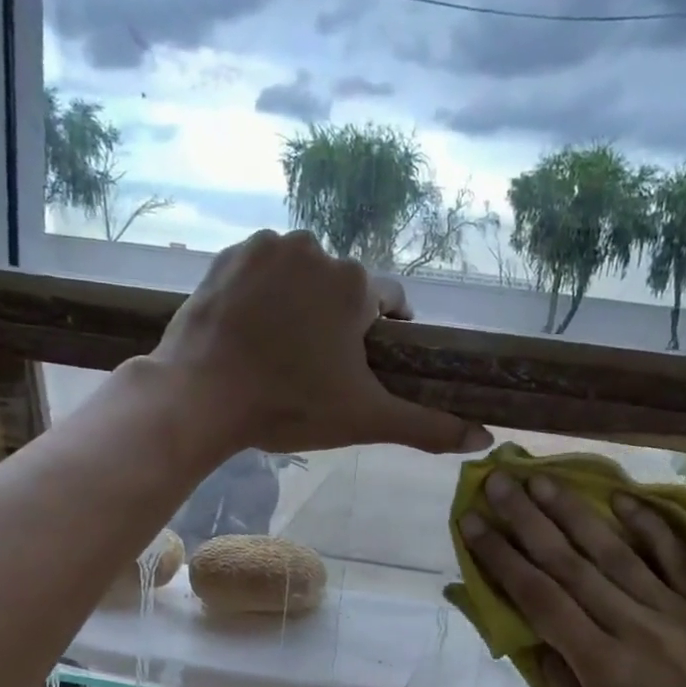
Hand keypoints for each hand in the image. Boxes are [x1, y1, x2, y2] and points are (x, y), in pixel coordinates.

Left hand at [148, 229, 490, 456]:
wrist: (200, 396)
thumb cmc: (289, 406)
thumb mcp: (365, 420)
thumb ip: (427, 427)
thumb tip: (484, 439)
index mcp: (356, 285)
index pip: (390, 302)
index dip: (382, 337)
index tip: (362, 367)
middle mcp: (316, 249)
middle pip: (343, 289)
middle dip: (337, 323)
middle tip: (314, 368)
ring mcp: (267, 247)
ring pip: (302, 277)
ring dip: (300, 305)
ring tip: (279, 351)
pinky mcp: (228, 255)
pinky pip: (262, 271)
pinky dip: (263, 294)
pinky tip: (251, 330)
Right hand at [460, 472, 685, 686]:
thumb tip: (540, 642)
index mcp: (599, 665)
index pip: (538, 598)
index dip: (501, 558)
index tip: (473, 523)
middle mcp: (632, 626)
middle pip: (569, 564)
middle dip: (527, 520)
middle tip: (499, 482)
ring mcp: (673, 611)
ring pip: (614, 551)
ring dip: (574, 513)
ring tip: (543, 480)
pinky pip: (676, 558)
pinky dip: (650, 526)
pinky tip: (622, 498)